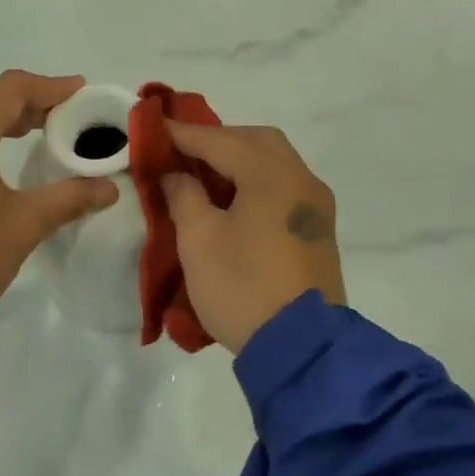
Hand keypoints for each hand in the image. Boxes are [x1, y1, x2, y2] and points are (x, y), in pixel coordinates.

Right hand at [160, 122, 346, 354]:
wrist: (302, 348)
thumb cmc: (243, 287)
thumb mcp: (199, 240)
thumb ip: (184, 195)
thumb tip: (177, 174)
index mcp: (273, 175)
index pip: (222, 140)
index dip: (185, 134)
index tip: (155, 127)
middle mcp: (302, 180)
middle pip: (258, 141)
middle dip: (219, 140)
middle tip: (184, 151)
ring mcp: (316, 206)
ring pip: (276, 162)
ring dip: (240, 159)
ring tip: (205, 173)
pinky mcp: (319, 229)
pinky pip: (286, 186)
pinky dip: (258, 180)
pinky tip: (235, 198)